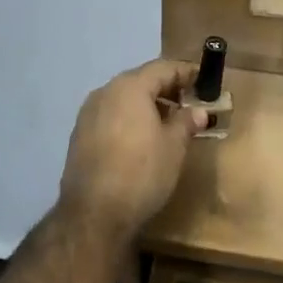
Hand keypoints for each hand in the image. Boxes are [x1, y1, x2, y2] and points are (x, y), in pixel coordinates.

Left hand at [58, 58, 206, 241]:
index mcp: (129, 88)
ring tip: (169, 122)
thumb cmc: (142, 172)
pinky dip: (129, 118)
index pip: (162, 68)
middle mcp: (105, 92)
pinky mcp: (79, 135)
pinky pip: (111, 116)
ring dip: (147, 104)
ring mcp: (88, 114)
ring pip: (124, 99)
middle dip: (166, 88)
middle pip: (141, 80)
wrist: (94, 214)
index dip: (185, 72)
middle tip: (189, 101)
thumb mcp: (174, 146)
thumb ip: (186, 121)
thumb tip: (198, 111)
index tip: (203, 80)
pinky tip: (143, 138)